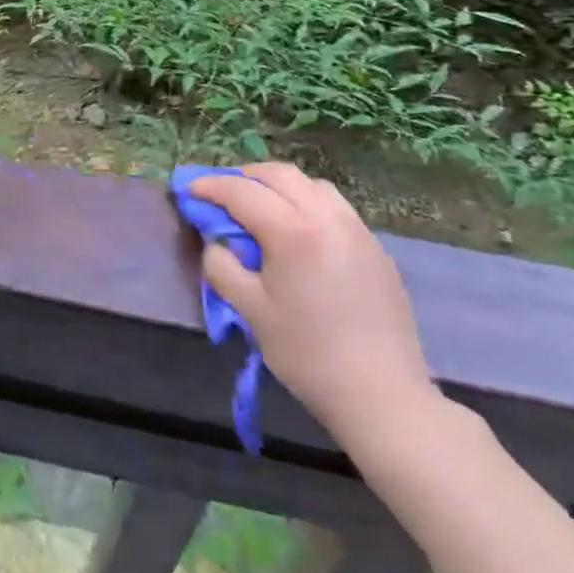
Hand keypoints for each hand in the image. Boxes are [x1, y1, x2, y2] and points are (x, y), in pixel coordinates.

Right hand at [192, 163, 439, 448]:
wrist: (383, 398)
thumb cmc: (308, 354)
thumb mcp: (250, 310)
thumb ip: (222, 266)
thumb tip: (217, 243)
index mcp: (293, 231)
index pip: (242, 192)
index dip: (211, 187)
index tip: (190, 190)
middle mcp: (327, 218)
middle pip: (280, 175)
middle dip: (245, 177)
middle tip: (223, 195)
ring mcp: (357, 231)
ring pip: (312, 185)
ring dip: (280, 187)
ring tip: (263, 208)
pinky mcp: (376, 250)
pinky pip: (336, 208)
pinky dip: (308, 205)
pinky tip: (301, 234)